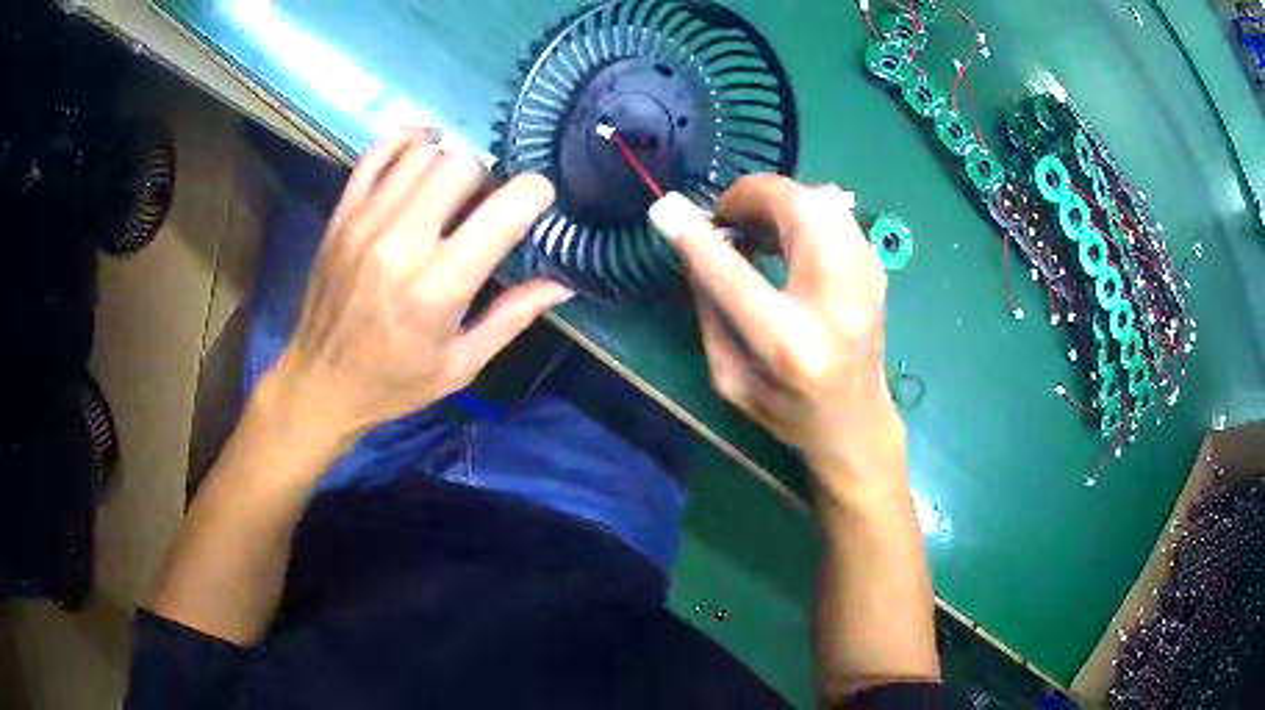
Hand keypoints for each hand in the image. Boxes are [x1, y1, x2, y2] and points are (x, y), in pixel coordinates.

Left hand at [268, 129, 571, 445]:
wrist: (320, 382)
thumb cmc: (395, 381)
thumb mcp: (462, 364)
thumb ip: (514, 317)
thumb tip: (564, 283)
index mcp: (439, 287)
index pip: (504, 209)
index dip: (534, 194)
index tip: (537, 203)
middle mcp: (402, 242)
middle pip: (463, 165)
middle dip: (487, 179)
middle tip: (483, 207)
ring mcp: (366, 221)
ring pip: (424, 153)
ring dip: (449, 164)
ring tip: (450, 192)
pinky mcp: (342, 213)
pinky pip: (377, 152)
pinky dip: (406, 141)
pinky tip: (422, 154)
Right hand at [649, 176, 904, 498]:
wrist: (857, 424)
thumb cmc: (788, 412)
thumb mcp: (730, 379)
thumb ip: (711, 311)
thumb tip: (696, 245)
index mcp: (791, 345)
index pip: (735, 276)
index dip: (697, 237)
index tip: (666, 208)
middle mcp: (836, 304)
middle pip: (799, 211)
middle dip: (752, 195)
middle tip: (726, 216)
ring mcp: (866, 280)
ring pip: (822, 199)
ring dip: (778, 199)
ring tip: (755, 224)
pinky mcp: (876, 269)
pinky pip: (837, 211)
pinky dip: (803, 209)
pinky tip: (786, 234)